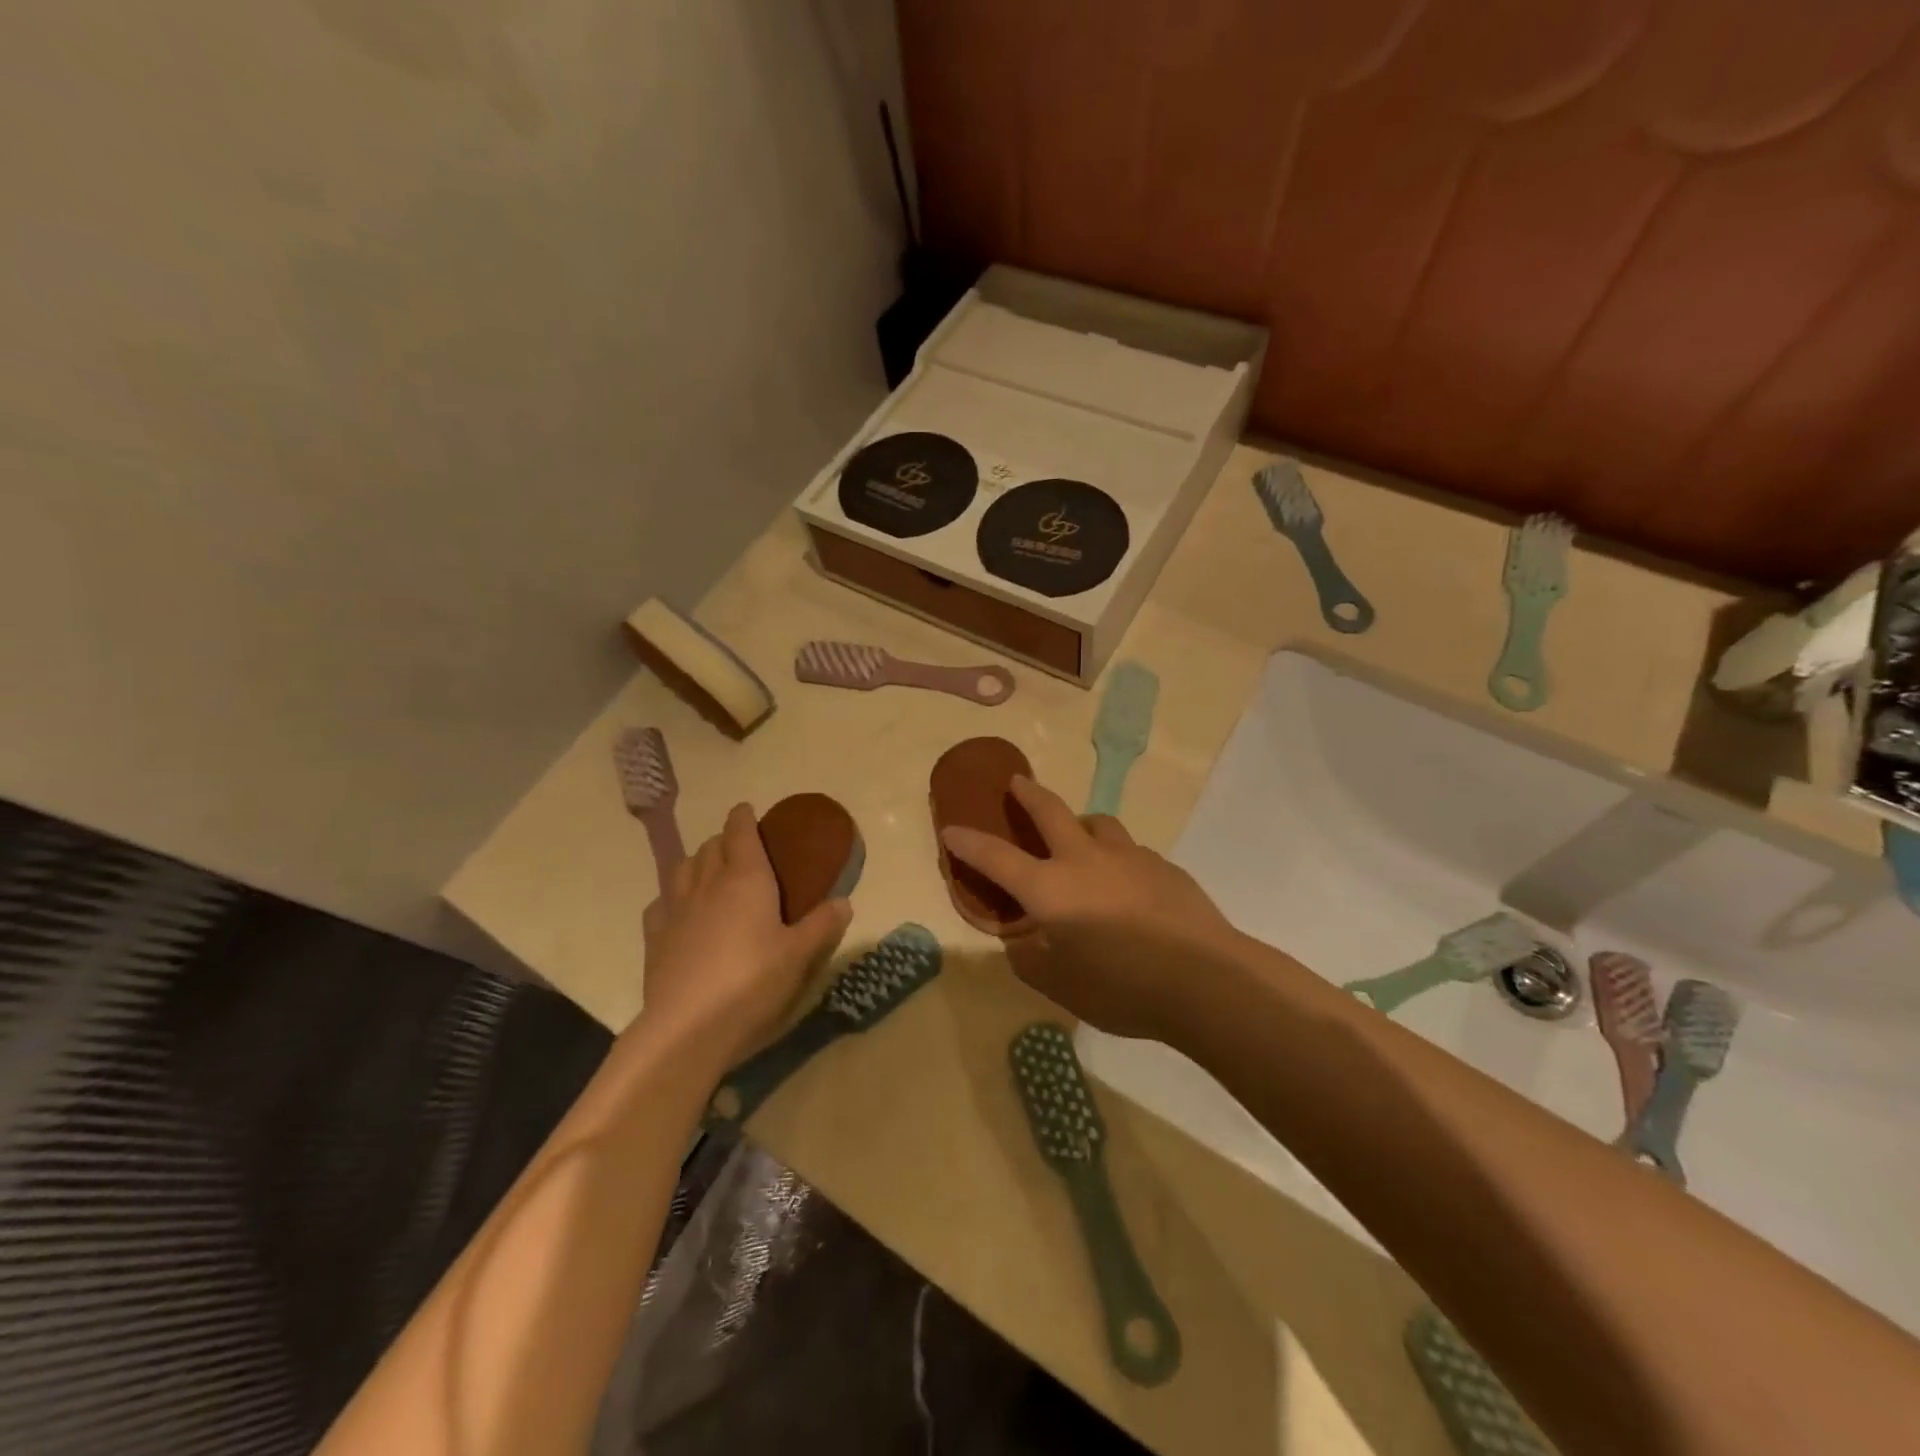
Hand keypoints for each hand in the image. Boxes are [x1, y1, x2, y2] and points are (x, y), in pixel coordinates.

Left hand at [640, 803, 851, 1068]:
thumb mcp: (800, 955)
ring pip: (682, 868)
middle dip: (724, 839)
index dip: (744, 817)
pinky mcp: (654, 939)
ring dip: (697, 861)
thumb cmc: (752, 982)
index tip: (747, 810)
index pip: (740, 832)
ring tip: (709, 871)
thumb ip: (823, 925)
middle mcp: (707, 885)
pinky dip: (673, 896)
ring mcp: (675, 910)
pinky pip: (661, 903)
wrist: (688, 1028)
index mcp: (746, 879)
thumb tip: (843, 902)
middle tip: (740, 847)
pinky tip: (680, 911)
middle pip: (710, 847)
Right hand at [940, 776, 1245, 1039]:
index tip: (951, 827)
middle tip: (1017, 783)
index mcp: (1051, 889)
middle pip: (1051, 810)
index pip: (997, 858)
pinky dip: (1118, 858)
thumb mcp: (1060, 986)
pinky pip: (1131, 852)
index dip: (969, 842)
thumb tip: (1024, 942)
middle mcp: (1086, 860)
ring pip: (1098, 823)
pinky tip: (1128, 886)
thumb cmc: (1122, 988)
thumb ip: (1031, 960)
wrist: (1207, 981)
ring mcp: (1130, 857)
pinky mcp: (1165, 867)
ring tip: (1080, 837)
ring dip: (1080, 823)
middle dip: (1028, 794)